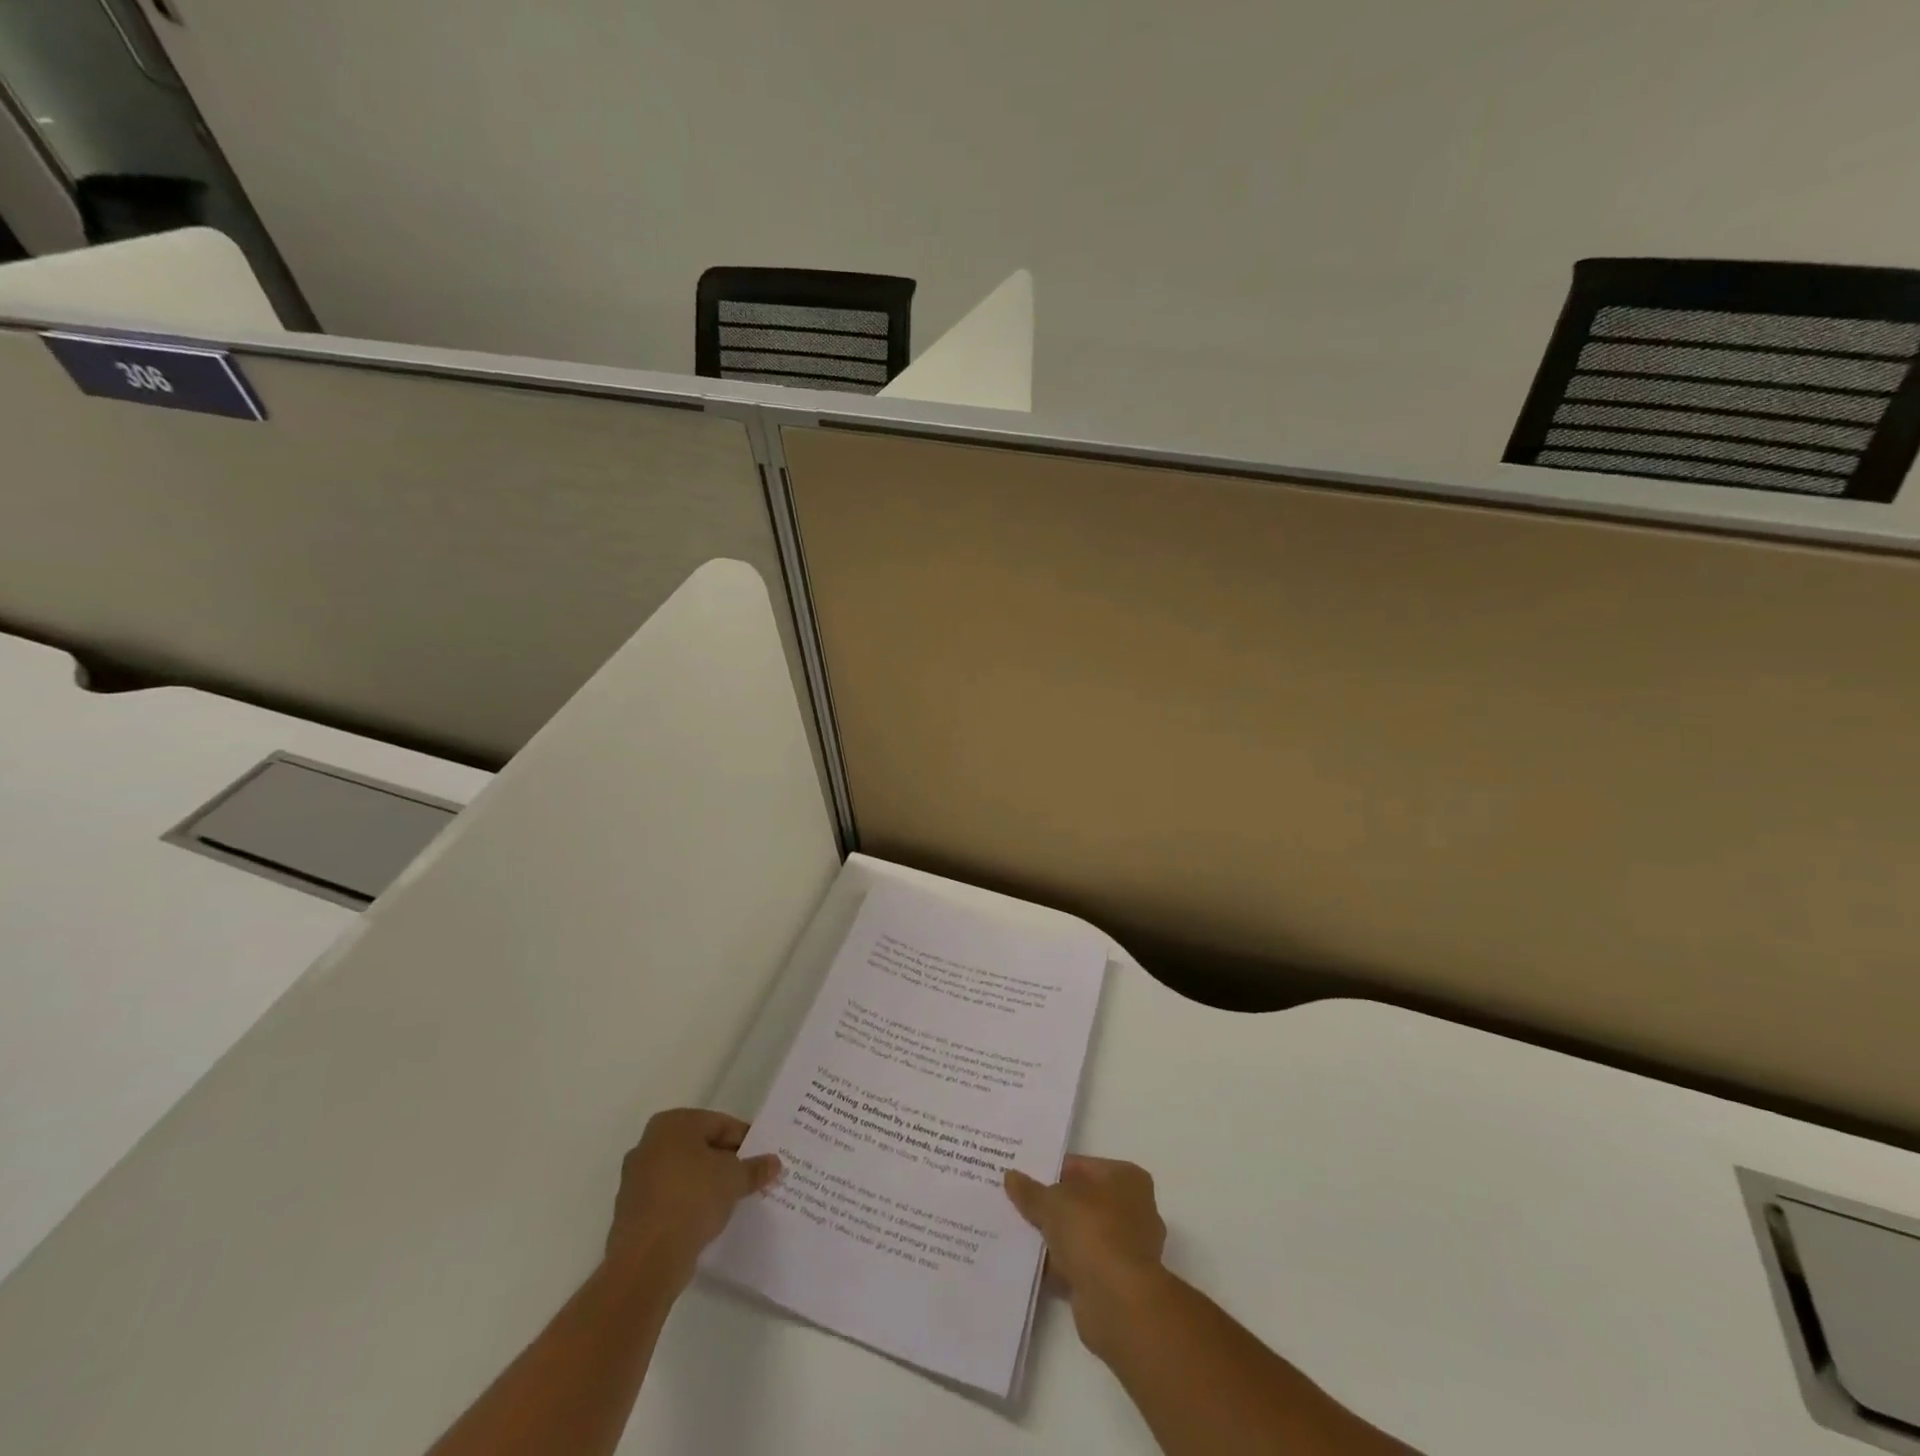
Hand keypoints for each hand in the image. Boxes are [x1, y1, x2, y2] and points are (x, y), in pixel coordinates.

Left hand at [605, 1109, 780, 1291]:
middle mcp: (649, 1144)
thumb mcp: (734, 1179)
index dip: (745, 1140)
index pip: (720, 1124)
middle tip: (749, 1178)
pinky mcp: (632, 1212)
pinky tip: (706, 1219)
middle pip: (700, 1148)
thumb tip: (774, 1163)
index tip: (761, 1158)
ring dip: (706, 1184)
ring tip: (731, 1200)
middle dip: (724, 1162)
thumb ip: (755, 1168)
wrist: (646, 1259)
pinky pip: (669, 1199)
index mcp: (672, 1124)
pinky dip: (688, 1204)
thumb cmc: (692, 1199)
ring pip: (684, 1174)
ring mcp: (636, 1179)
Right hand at [1005, 1155, 1167, 1358]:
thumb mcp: (1052, 1202)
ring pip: (1079, 1234)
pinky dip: (1056, 1265)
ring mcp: (1125, 1249)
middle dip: (1052, 1205)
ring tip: (1016, 1230)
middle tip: (1015, 1201)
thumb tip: (1011, 1176)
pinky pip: (1077, 1264)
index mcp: (1126, 1179)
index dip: (1051, 1170)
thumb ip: (1031, 1191)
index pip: (1081, 1166)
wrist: (1118, 1302)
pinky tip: (1026, 1263)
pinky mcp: (1113, 1282)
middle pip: (1081, 1201)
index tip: (1023, 1175)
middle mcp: (1132, 1210)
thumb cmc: (1092, 1232)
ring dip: (1053, 1237)